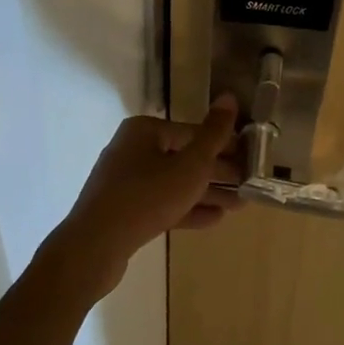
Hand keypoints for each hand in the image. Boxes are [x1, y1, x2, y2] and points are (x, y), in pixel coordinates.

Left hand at [47, 98, 241, 300]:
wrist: (94, 247)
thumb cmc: (147, 197)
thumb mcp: (191, 165)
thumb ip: (214, 133)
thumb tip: (229, 97)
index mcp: (145, 131)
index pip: (194, 132)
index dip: (224, 146)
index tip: (249, 161)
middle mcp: (132, 149)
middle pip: (184, 157)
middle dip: (218, 173)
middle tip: (247, 186)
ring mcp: (126, 181)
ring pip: (175, 183)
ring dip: (207, 193)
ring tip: (239, 205)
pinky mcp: (123, 209)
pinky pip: (161, 203)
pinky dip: (187, 208)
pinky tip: (214, 219)